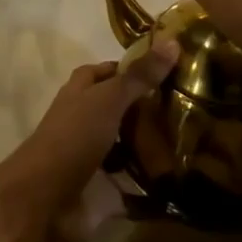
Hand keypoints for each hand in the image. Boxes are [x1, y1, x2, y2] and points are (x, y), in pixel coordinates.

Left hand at [0, 45, 177, 241]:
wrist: (44, 201)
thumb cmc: (73, 137)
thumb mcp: (108, 99)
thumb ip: (140, 76)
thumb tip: (173, 41)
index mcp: (81, 93)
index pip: (108, 72)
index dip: (133, 68)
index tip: (170, 69)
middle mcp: (87, 121)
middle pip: (121, 110)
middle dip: (150, 109)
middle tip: (193, 107)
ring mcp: (95, 158)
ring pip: (129, 147)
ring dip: (154, 147)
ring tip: (196, 141)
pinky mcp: (105, 192)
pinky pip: (134, 187)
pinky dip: (153, 185)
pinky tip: (181, 181)